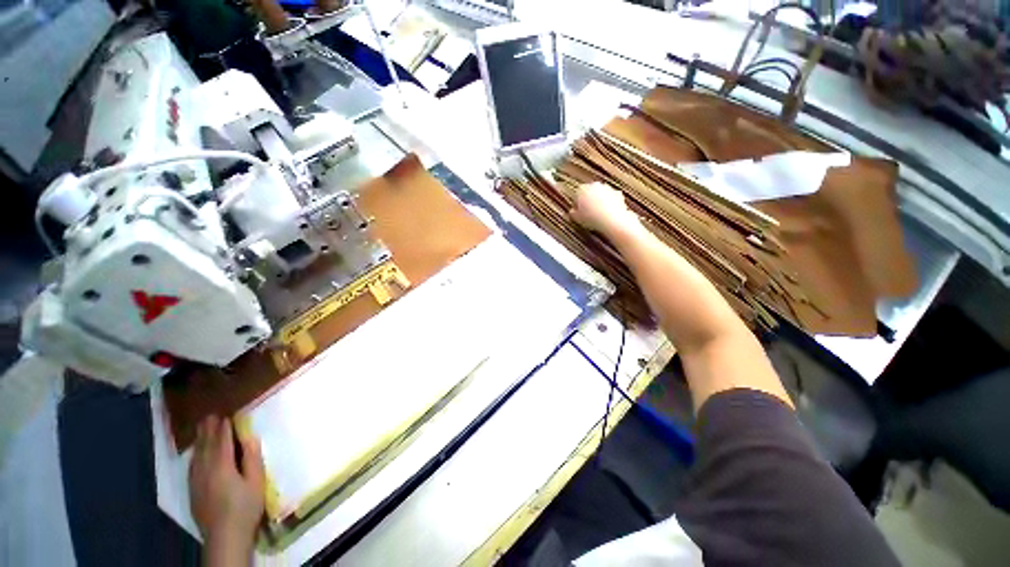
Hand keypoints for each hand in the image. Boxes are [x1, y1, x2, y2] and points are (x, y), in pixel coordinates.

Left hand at [189, 415, 264, 561]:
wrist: (225, 535)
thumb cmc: (246, 506)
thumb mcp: (256, 481)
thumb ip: (252, 458)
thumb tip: (250, 437)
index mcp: (222, 466)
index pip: (222, 442)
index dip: (224, 428)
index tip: (225, 415)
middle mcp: (205, 470)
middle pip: (206, 446)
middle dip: (207, 431)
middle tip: (208, 416)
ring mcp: (196, 481)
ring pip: (196, 456)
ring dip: (199, 441)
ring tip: (201, 430)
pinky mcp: (193, 491)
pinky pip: (192, 467)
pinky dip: (194, 456)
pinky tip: (195, 455)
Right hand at [570, 182, 640, 235]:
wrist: (611, 220)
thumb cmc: (591, 218)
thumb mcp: (577, 219)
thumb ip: (573, 213)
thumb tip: (572, 212)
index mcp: (582, 189)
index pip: (577, 194)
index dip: (577, 203)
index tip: (578, 211)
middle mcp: (594, 186)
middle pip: (589, 192)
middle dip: (588, 200)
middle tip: (588, 212)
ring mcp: (607, 188)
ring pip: (600, 194)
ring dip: (599, 201)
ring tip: (598, 214)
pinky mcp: (617, 193)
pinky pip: (611, 198)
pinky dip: (609, 204)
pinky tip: (607, 213)